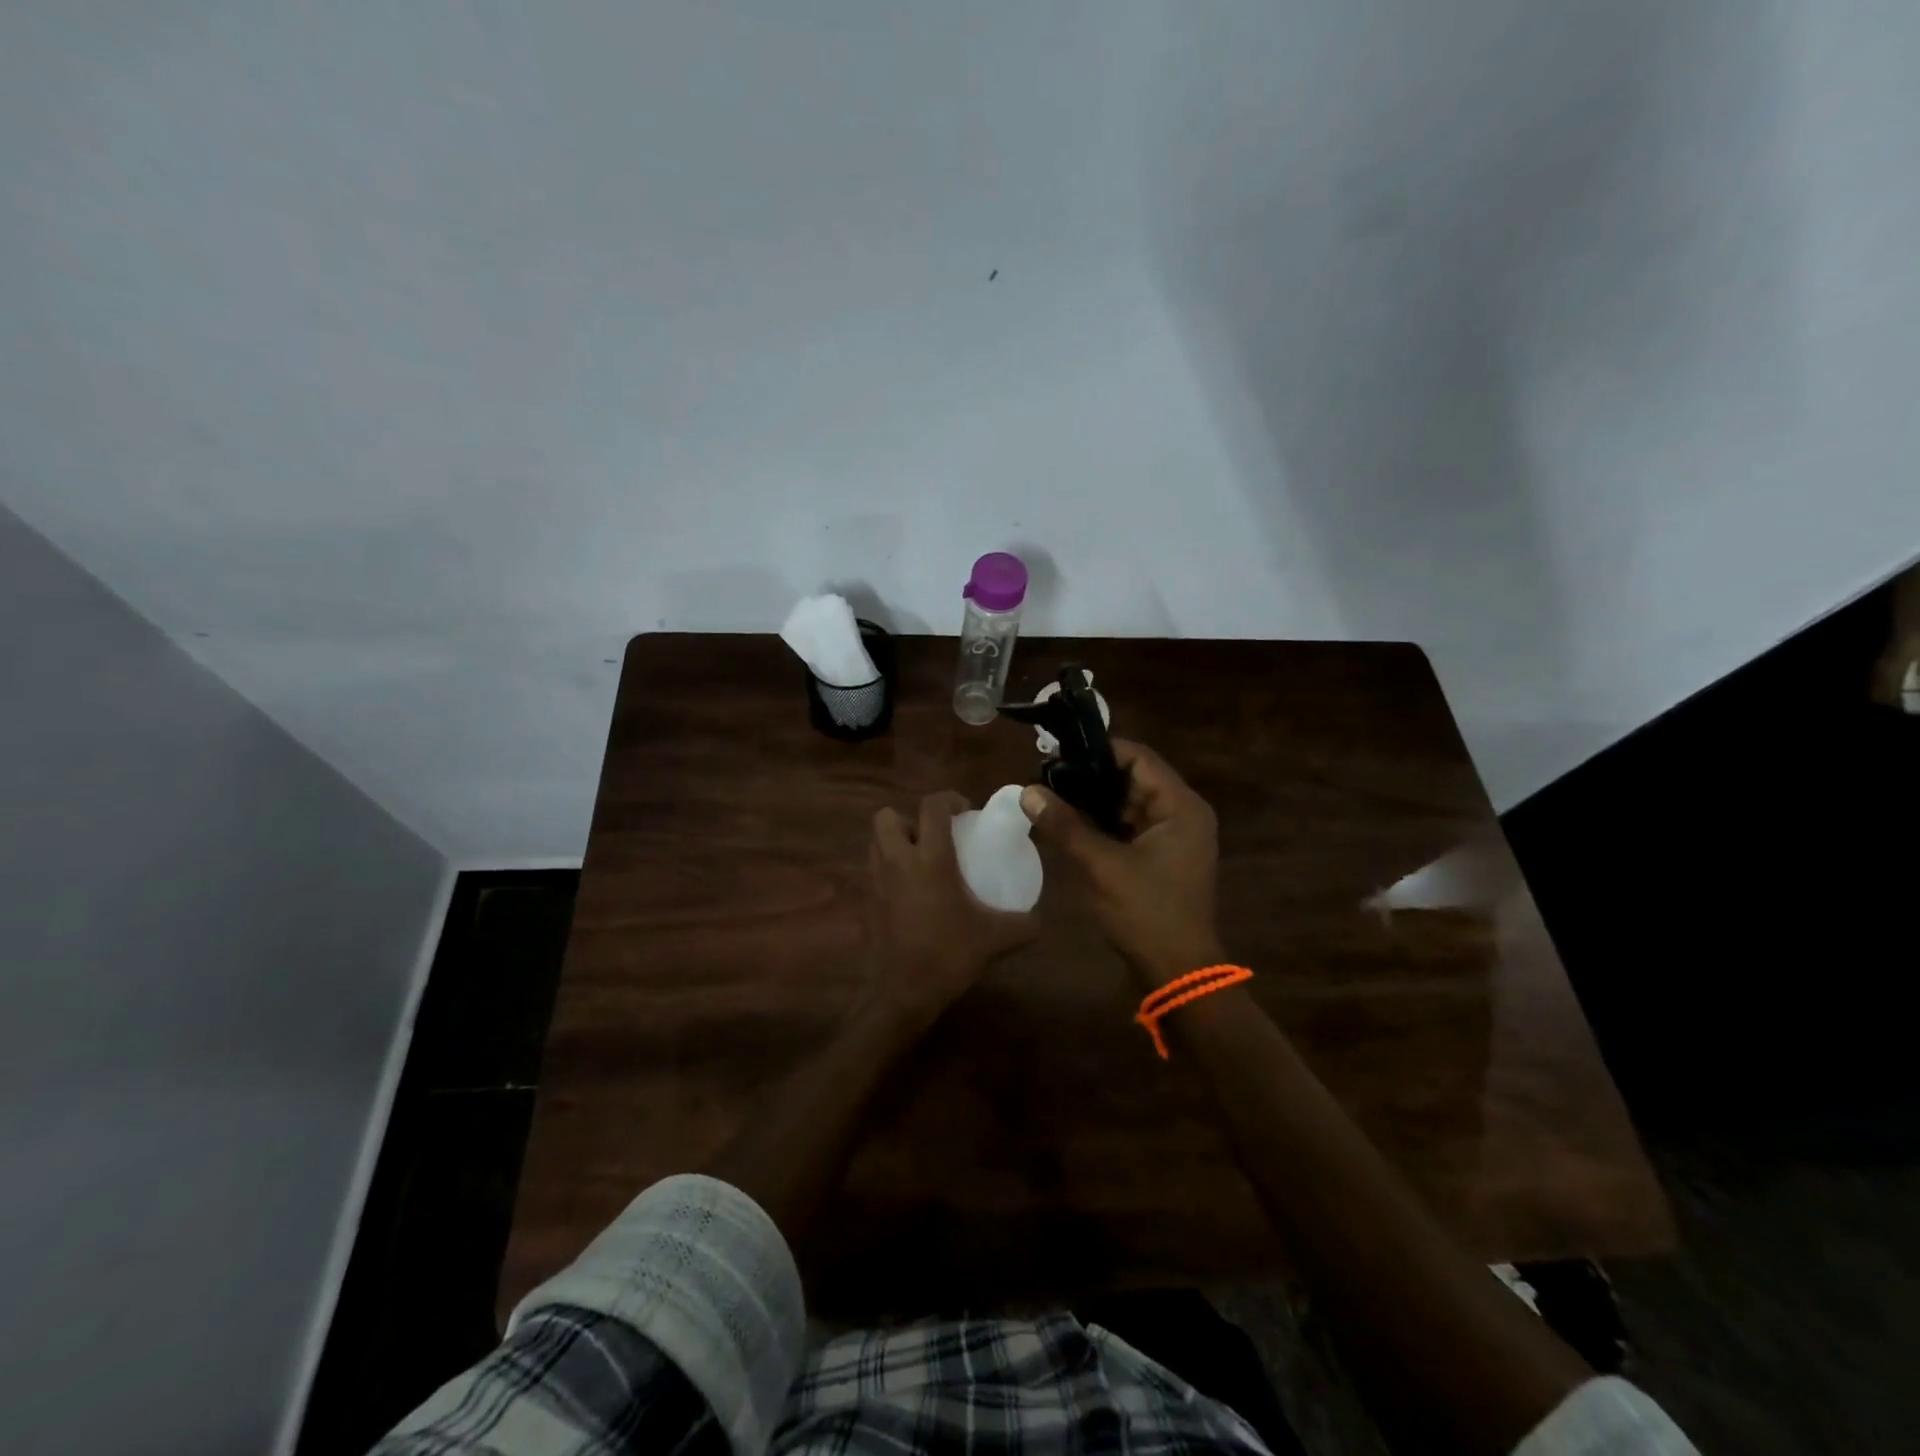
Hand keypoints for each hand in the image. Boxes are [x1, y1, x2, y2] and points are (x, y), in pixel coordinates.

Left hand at [863, 790, 1040, 1020]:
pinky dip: (889, 870)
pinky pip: (874, 870)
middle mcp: (898, 861)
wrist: (903, 992)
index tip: (965, 810)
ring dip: (896, 841)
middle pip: (888, 816)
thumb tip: (1039, 919)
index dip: (948, 798)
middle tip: (934, 837)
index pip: (932, 806)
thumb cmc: (949, 955)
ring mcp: (876, 881)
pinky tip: (911, 892)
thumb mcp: (996, 939)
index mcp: (930, 858)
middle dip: (909, 819)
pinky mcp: (866, 901)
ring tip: (921, 860)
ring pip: (876, 841)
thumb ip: (1023, 924)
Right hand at [1021, 739, 1220, 987]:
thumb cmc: (1147, 913)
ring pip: (1129, 803)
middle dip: (1092, 777)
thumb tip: (1027, 791)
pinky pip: (1129, 826)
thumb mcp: (1102, 865)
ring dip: (1094, 801)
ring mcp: (1173, 836)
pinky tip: (1069, 824)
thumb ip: (1065, 825)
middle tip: (1048, 776)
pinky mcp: (1161, 856)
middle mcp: (1183, 813)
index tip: (1060, 754)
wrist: (1178, 972)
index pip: (1139, 758)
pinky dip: (1103, 823)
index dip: (1100, 751)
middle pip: (1134, 778)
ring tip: (1052, 796)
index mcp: (1181, 807)